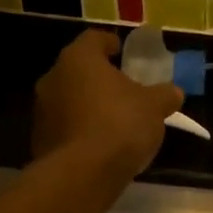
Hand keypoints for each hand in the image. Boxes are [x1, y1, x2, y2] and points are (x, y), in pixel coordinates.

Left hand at [32, 30, 184, 180]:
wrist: (83, 174)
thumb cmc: (120, 124)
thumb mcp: (155, 107)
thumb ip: (165, 95)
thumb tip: (173, 92)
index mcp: (79, 59)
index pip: (93, 39)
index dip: (109, 43)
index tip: (121, 50)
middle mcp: (53, 78)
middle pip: (78, 70)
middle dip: (99, 78)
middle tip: (122, 88)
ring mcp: (42, 110)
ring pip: (69, 99)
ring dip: (88, 105)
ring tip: (112, 119)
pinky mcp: (39, 140)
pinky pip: (65, 127)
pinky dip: (80, 130)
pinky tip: (100, 144)